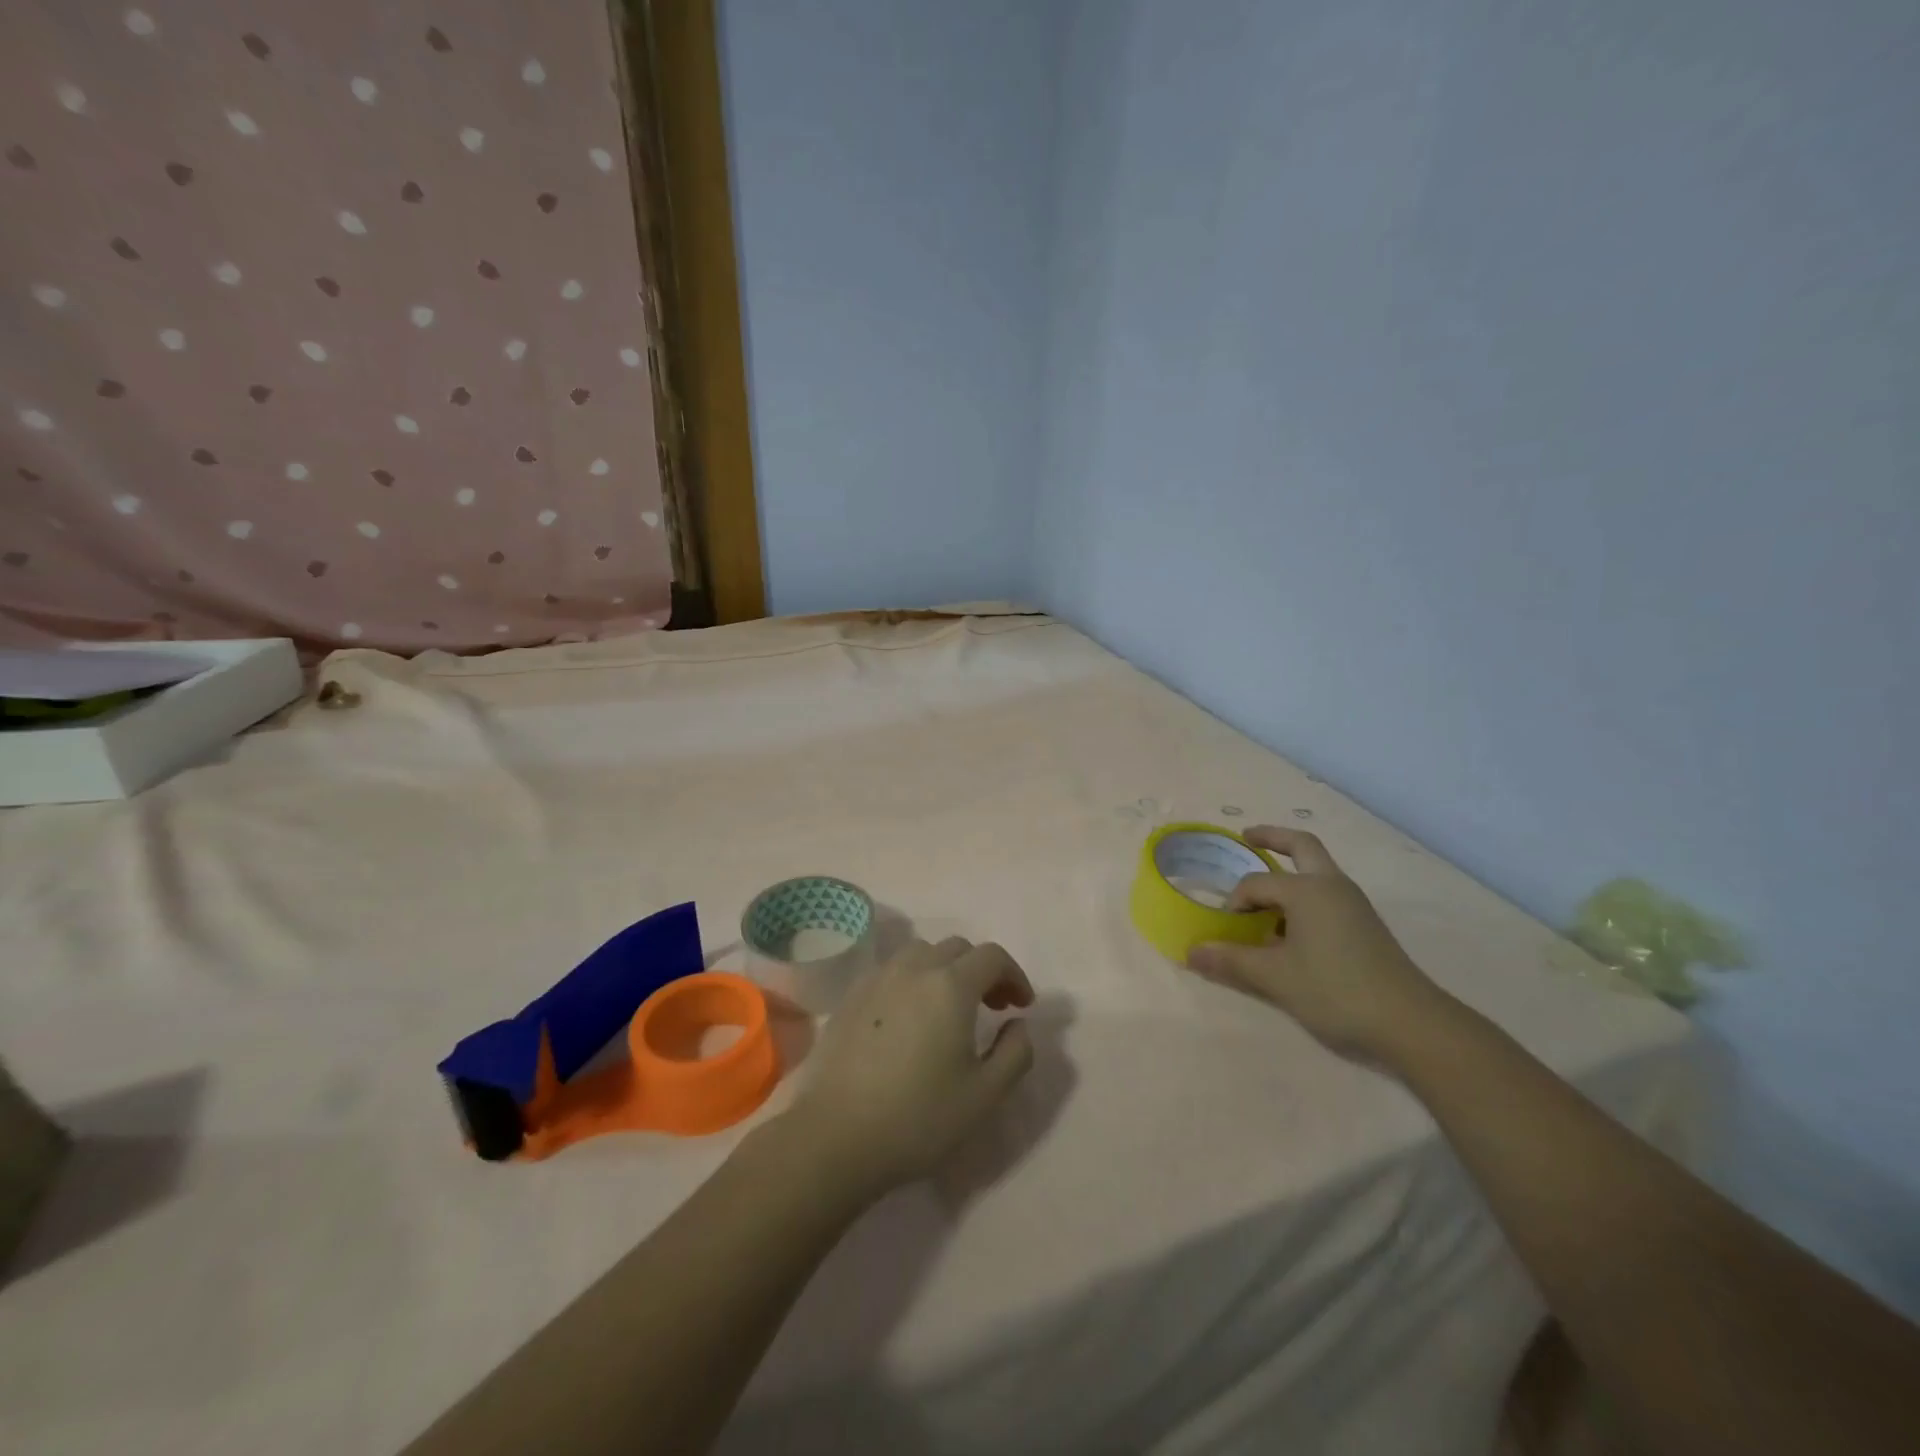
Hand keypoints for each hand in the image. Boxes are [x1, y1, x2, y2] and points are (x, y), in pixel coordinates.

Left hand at [785, 938, 1035, 1198]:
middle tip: (993, 1007)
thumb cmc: (918, 1118)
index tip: (1021, 1006)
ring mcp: (877, 979)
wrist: (834, 1137)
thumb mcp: (985, 1095)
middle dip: (982, 970)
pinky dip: (913, 981)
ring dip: (945, 970)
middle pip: (957, 948)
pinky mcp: (851, 997)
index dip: (1014, 976)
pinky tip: (910, 1019)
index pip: (992, 956)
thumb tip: (1018, 1024)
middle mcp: (913, 968)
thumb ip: (1015, 1053)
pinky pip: (892, 971)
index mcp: (950, 985)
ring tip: (950, 1009)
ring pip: (921, 954)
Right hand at [1187, 827, 1448, 1062]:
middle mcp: (1332, 886)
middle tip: (1247, 837)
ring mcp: (1354, 904)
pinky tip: (1293, 928)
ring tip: (1264, 897)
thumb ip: (1231, 961)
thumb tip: (1191, 952)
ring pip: (1317, 872)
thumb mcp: (1275, 977)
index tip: (1226, 931)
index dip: (1234, 904)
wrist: (1410, 1023)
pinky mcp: (1366, 925)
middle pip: (1301, 846)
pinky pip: (1327, 895)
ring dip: (1290, 872)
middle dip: (1273, 838)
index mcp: (1307, 890)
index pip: (1255, 884)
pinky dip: (1305, 896)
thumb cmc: (1335, 990)